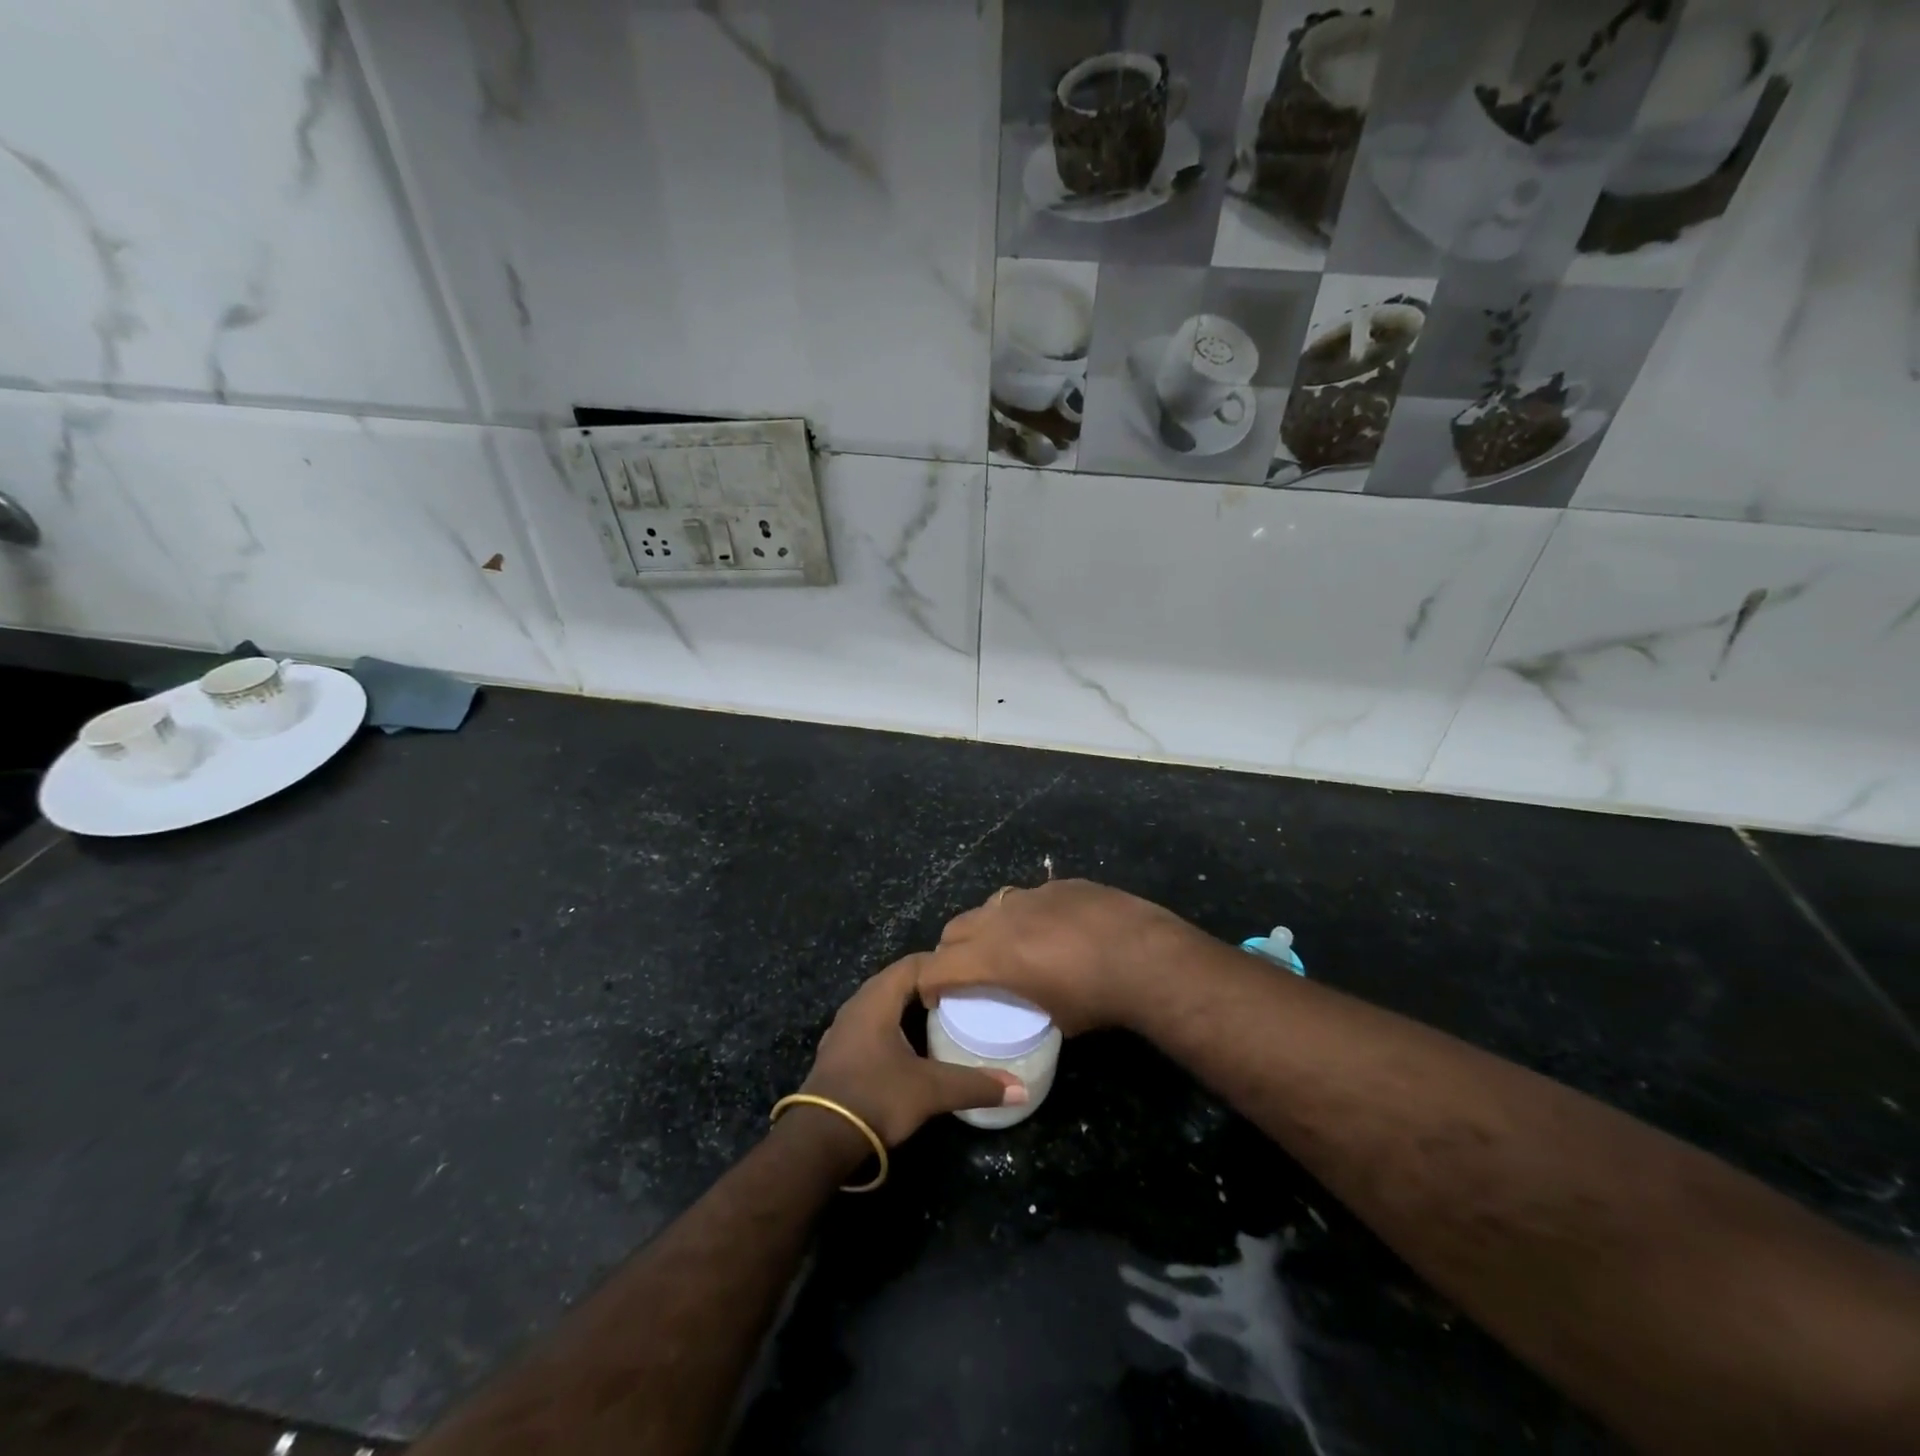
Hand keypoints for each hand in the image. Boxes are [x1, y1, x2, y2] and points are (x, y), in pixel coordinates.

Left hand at [800, 956, 1026, 1147]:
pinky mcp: (839, 1052)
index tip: (970, 974)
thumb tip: (1020, 1088)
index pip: (913, 963)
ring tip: (942, 1018)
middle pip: (897, 981)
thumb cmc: (876, 1097)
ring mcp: (844, 1029)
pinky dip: (893, 1026)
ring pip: (882, 1004)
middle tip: (963, 995)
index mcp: (877, 999)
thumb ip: (975, 1085)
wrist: (819, 1139)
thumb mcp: (930, 1090)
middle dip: (928, 985)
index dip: (941, 964)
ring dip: (908, 1007)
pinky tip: (910, 1046)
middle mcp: (857, 1005)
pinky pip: (872, 1025)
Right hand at [916, 879, 1203, 1034]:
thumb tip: (1030, 1002)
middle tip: (967, 972)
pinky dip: (1027, 914)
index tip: (935, 997)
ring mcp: (1031, 895)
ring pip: (990, 905)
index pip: (937, 966)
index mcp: (993, 956)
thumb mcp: (1054, 1017)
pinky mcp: (1059, 884)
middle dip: (951, 951)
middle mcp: (1002, 918)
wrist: (1144, 954)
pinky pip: (1029, 897)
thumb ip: (1027, 1003)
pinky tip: (1054, 929)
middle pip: (956, 928)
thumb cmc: (1096, 997)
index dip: (928, 983)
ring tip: (1008, 945)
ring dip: (987, 927)